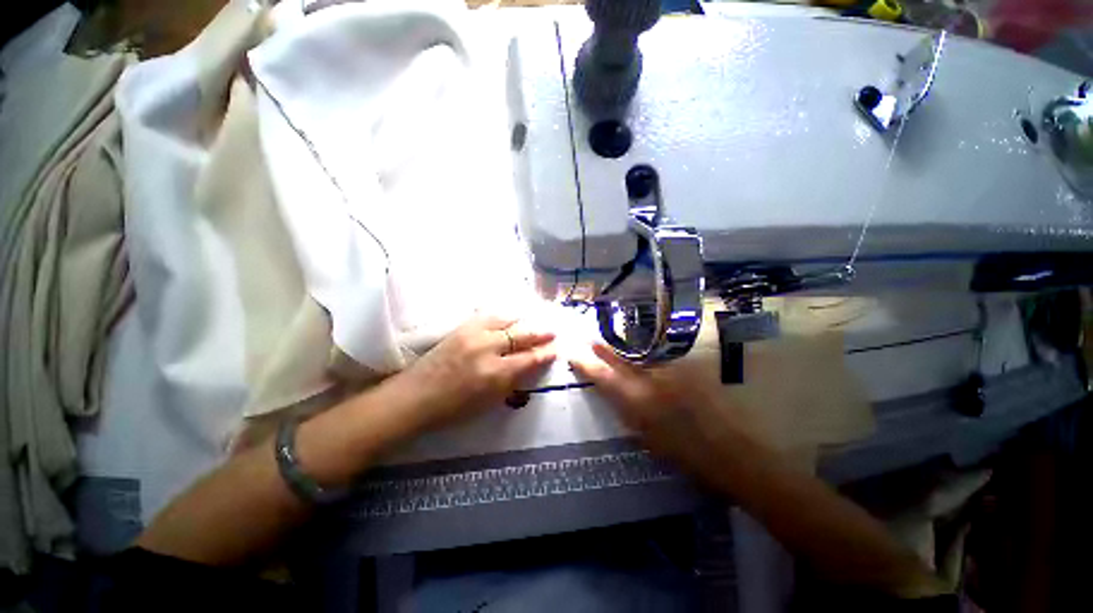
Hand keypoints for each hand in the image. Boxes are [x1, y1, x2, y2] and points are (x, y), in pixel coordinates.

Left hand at [387, 314, 555, 433]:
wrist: (415, 397)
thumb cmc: (453, 409)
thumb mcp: (489, 402)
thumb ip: (512, 381)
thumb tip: (529, 366)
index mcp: (496, 373)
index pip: (529, 359)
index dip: (545, 354)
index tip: (556, 349)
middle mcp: (488, 348)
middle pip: (521, 335)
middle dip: (540, 333)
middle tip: (552, 331)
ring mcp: (473, 334)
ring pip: (506, 319)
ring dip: (523, 320)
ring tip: (533, 321)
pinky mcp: (461, 328)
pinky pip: (488, 315)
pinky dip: (503, 316)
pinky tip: (509, 316)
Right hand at [569, 343, 754, 477]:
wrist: (730, 453)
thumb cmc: (683, 453)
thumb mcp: (645, 436)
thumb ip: (626, 409)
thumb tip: (612, 391)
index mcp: (637, 402)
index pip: (603, 376)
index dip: (586, 364)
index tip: (573, 353)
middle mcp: (650, 380)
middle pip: (620, 358)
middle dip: (603, 348)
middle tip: (589, 339)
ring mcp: (670, 371)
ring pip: (639, 353)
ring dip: (623, 347)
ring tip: (609, 340)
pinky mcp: (687, 368)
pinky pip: (658, 356)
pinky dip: (646, 352)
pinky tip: (642, 350)